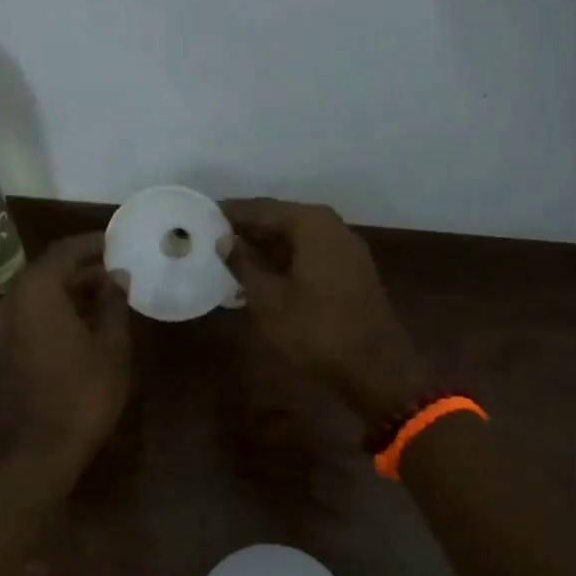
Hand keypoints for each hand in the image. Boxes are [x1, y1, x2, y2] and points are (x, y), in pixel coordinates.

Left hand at [0, 233, 131, 475]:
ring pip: (38, 293)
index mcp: (36, 291)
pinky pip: (31, 313)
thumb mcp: (111, 345)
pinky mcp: (2, 348)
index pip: (65, 251)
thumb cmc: (84, 393)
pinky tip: (85, 319)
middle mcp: (11, 300)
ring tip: (108, 293)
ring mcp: (1, 326)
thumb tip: (117, 277)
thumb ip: (114, 303)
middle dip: (83, 266)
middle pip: (48, 270)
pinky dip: (56, 308)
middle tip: (118, 268)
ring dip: (70, 288)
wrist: (41, 449)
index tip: (118, 241)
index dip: (93, 243)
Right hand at [221, 199, 427, 423]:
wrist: (374, 367)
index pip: (261, 208)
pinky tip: (261, 278)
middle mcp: (332, 227)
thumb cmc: (315, 330)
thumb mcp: (268, 299)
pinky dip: (285, 263)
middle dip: (247, 231)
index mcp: (311, 223)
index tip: (201, 216)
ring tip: (230, 260)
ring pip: (296, 240)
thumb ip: (243, 264)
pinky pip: (310, 257)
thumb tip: (224, 240)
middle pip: (281, 220)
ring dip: (265, 249)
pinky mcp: (352, 273)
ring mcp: (346, 250)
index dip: (230, 214)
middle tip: (211, 240)